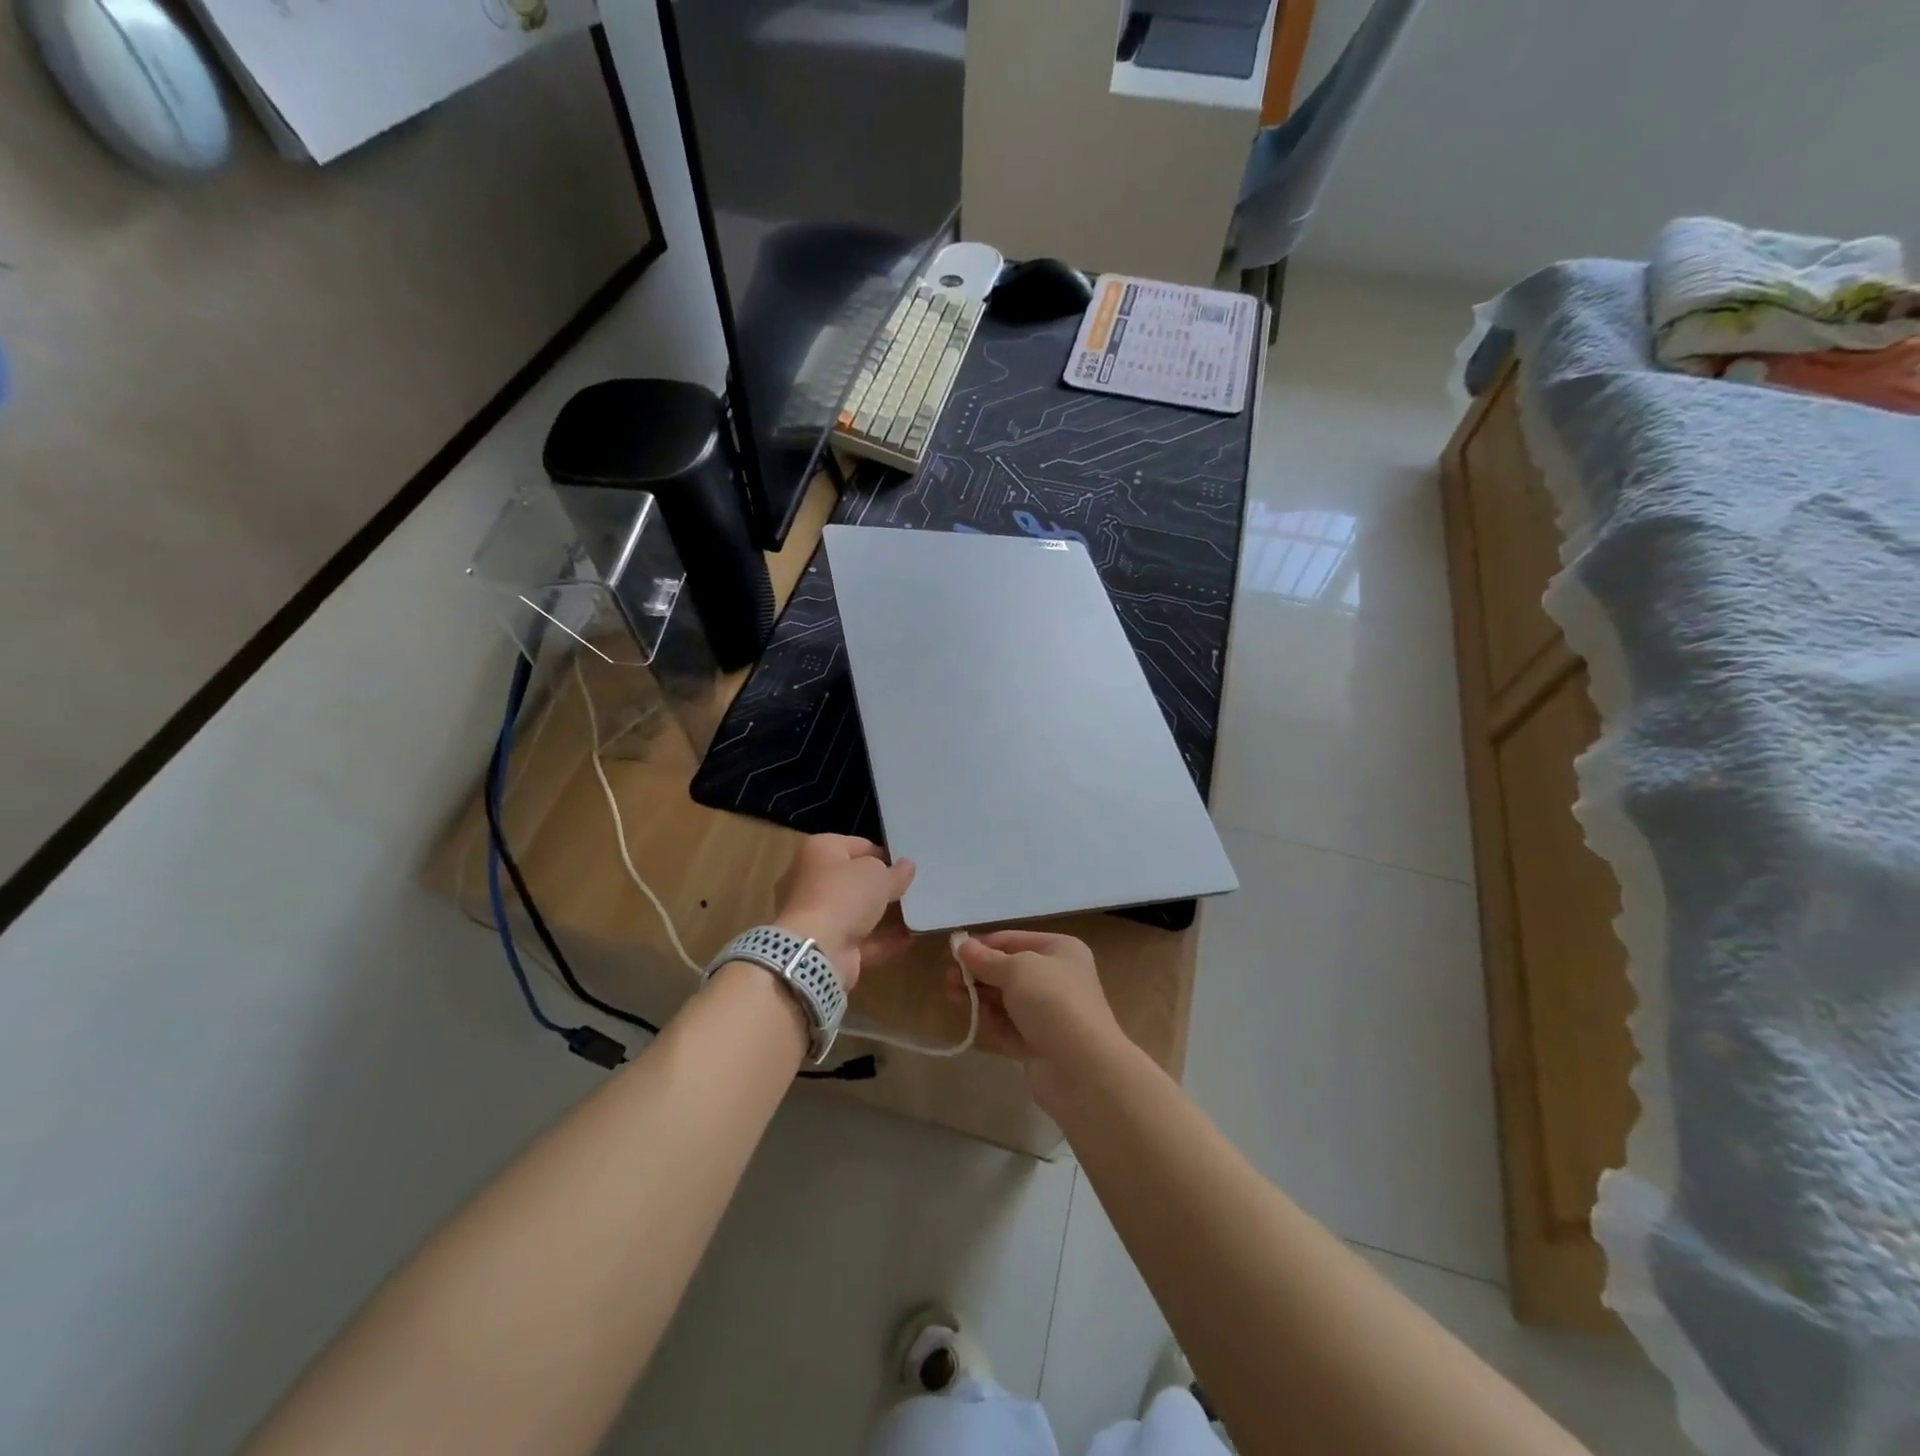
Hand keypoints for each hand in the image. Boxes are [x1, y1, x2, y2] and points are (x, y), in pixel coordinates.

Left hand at [772, 835, 915, 990]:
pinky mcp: (824, 945)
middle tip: (908, 888)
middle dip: (879, 886)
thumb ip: (896, 872)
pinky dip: (881, 940)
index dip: (882, 853)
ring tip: (914, 913)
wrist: (815, 951)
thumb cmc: (844, 896)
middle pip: (852, 879)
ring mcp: (815, 915)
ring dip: (881, 914)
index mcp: (819, 851)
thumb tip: (907, 866)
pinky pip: (858, 939)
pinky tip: (909, 939)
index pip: (856, 845)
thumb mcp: (879, 876)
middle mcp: (811, 879)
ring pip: (854, 911)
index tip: (904, 866)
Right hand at [950, 930, 1127, 1107]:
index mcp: (1060, 950)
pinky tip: (974, 1018)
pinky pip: (1010, 1027)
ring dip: (979, 996)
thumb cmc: (1052, 1002)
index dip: (983, 945)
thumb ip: (986, 959)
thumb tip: (962, 946)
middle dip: (978, 973)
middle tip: (948, 978)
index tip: (953, 953)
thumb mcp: (1017, 969)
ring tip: (951, 995)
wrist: (1082, 1068)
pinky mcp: (1039, 1044)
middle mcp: (1057, 978)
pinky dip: (992, 1021)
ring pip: (1006, 1000)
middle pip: (1008, 970)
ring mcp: (1049, 1013)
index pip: (1013, 940)